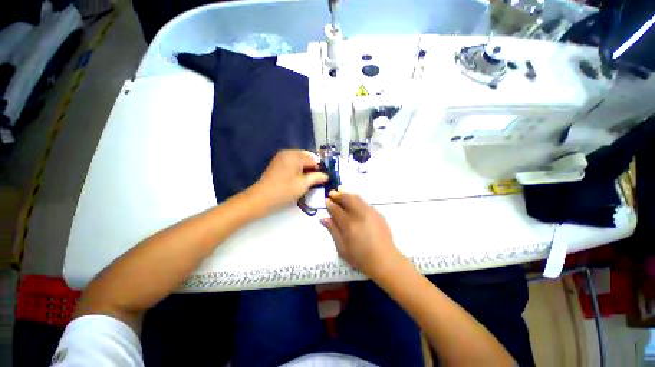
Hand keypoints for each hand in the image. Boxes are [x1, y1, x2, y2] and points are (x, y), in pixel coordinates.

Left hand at [248, 150, 328, 215]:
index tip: (324, 178)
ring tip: (308, 181)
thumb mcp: (304, 184)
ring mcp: (281, 157)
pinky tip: (299, 179)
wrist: (260, 199)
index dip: (320, 168)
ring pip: (300, 160)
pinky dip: (298, 169)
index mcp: (295, 155)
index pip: (314, 159)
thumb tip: (326, 175)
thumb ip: (317, 177)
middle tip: (316, 180)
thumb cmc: (284, 191)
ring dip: (306, 169)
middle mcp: (288, 152)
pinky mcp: (277, 163)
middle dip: (313, 168)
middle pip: (307, 157)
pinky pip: (292, 163)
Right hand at [321, 190, 403, 277]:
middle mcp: (360, 215)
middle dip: (338, 194)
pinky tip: (354, 201)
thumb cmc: (361, 258)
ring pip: (357, 198)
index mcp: (349, 225)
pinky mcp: (378, 214)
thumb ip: (333, 231)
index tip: (326, 200)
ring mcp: (370, 213)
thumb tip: (323, 219)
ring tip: (341, 192)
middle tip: (332, 193)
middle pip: (347, 199)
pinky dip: (357, 199)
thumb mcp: (342, 248)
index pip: (337, 210)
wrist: (385, 260)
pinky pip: (365, 202)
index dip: (330, 204)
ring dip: (348, 194)